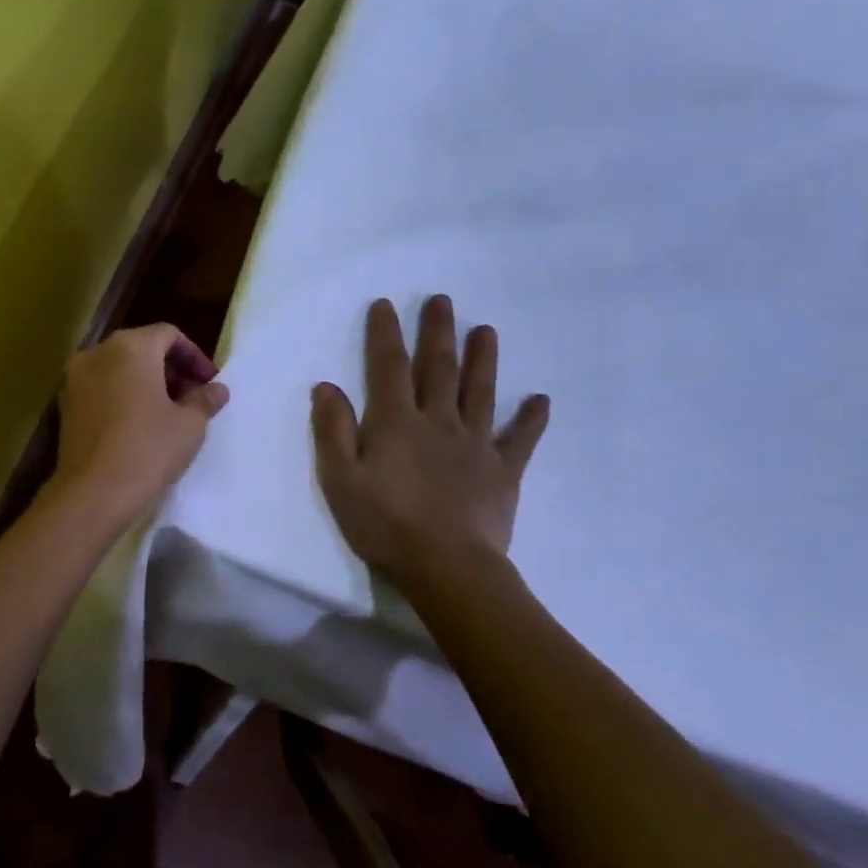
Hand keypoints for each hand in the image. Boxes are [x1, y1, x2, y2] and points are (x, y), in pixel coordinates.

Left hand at [51, 324, 229, 526]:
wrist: (93, 493)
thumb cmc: (148, 450)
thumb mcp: (189, 425)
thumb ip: (205, 399)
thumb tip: (217, 389)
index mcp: (130, 347)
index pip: (168, 334)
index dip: (194, 356)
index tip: (209, 384)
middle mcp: (97, 352)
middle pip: (141, 347)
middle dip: (169, 368)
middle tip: (192, 397)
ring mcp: (75, 378)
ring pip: (118, 368)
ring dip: (145, 382)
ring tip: (167, 412)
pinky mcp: (65, 404)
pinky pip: (100, 388)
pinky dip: (121, 395)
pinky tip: (137, 424)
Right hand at [311, 297, 548, 581]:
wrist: (447, 566)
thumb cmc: (384, 524)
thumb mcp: (340, 479)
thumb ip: (332, 430)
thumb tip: (326, 386)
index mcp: (396, 423)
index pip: (388, 368)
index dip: (386, 334)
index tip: (386, 304)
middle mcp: (437, 422)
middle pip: (438, 369)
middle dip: (438, 333)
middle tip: (443, 301)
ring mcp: (474, 444)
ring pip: (480, 392)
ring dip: (482, 359)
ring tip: (486, 330)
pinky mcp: (502, 471)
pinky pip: (519, 439)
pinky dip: (530, 419)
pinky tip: (541, 400)